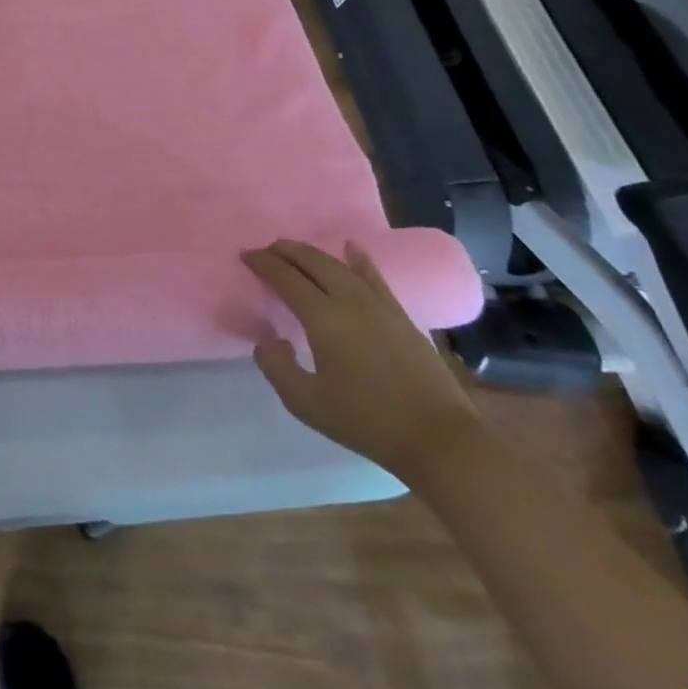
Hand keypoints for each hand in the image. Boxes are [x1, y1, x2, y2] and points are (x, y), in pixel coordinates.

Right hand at [242, 240, 482, 482]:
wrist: (441, 441)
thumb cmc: (368, 422)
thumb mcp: (306, 403)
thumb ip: (276, 367)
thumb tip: (268, 339)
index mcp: (323, 318)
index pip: (286, 277)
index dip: (263, 263)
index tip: (246, 256)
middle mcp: (350, 301)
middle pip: (313, 263)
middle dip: (286, 251)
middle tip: (267, 250)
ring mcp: (380, 306)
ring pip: (340, 266)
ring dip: (314, 254)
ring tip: (297, 250)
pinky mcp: (402, 317)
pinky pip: (375, 277)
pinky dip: (359, 259)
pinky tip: (352, 248)